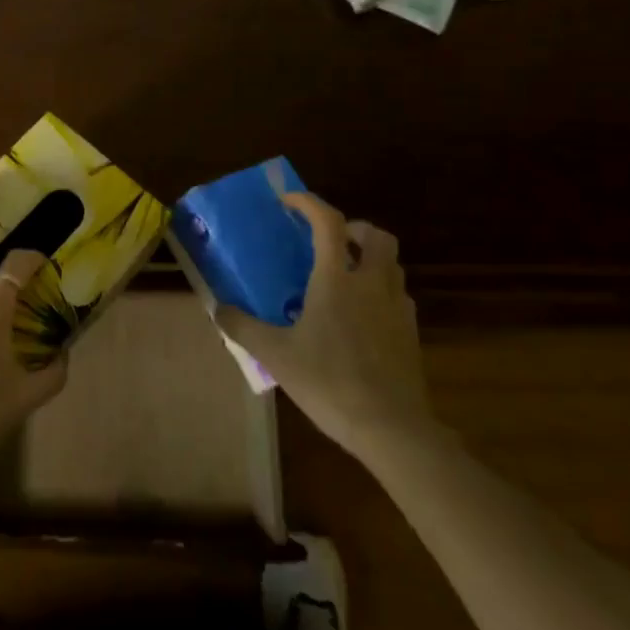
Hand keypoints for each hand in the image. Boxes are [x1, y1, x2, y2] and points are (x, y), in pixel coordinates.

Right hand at [216, 193, 433, 456]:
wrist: (391, 428)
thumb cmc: (329, 382)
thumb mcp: (275, 355)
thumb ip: (243, 327)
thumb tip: (219, 308)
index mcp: (337, 280)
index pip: (328, 222)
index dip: (308, 203)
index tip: (288, 201)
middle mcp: (371, 284)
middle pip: (376, 235)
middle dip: (353, 228)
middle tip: (329, 240)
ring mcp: (397, 308)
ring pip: (391, 264)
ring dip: (369, 257)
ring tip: (342, 275)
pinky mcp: (410, 334)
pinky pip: (397, 295)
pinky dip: (380, 290)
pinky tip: (360, 315)